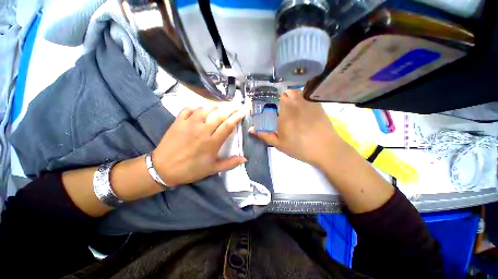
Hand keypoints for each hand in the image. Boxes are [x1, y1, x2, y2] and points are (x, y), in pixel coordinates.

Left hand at [152, 104, 246, 186]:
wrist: (163, 169)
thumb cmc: (191, 170)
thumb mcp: (213, 169)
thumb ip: (230, 163)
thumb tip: (245, 159)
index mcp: (212, 143)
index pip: (228, 125)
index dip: (236, 117)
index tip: (242, 113)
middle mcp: (202, 131)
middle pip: (219, 115)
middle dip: (231, 108)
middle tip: (237, 105)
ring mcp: (189, 124)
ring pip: (205, 108)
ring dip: (216, 104)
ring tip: (223, 104)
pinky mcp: (178, 121)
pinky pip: (188, 109)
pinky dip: (197, 106)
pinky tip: (202, 107)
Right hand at [250, 90, 344, 166]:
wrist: (326, 149)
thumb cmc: (299, 148)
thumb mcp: (279, 144)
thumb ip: (265, 135)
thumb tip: (251, 129)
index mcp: (283, 112)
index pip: (273, 99)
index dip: (270, 102)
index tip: (270, 109)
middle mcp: (294, 102)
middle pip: (284, 94)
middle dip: (280, 100)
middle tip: (280, 110)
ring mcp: (307, 101)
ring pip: (295, 92)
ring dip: (291, 97)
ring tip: (291, 108)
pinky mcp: (316, 103)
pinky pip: (306, 95)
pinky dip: (301, 97)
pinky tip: (302, 108)